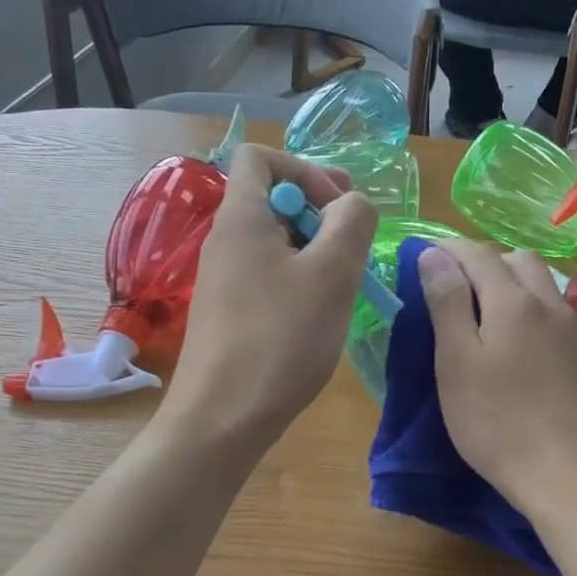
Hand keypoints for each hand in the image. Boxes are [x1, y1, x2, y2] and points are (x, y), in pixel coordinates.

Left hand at [162, 143, 377, 460]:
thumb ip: (352, 223)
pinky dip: (299, 283)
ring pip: (275, 243)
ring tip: (343, 286)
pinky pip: (268, 277)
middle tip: (353, 249)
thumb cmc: (280, 340)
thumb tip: (353, 204)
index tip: (340, 208)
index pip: (261, 156)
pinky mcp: (229, 314)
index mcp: (241, 218)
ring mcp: (223, 280)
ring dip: (315, 252)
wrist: (222, 419)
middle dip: (320, 214)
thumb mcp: (331, 274)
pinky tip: (319, 316)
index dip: (306, 168)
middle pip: (273, 199)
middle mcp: (224, 241)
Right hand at [418, 240, 576, 523]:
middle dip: (486, 262)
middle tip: (458, 288)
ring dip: (516, 288)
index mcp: (513, 302)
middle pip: (520, 261)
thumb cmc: (499, 424)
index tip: (426, 256)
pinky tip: (528, 351)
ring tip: (491, 318)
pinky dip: (537, 317)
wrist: (574, 478)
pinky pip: (562, 320)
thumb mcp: (456, 364)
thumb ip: (446, 304)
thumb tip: (435, 254)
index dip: (449, 249)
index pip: (478, 254)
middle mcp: (552, 306)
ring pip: (546, 290)